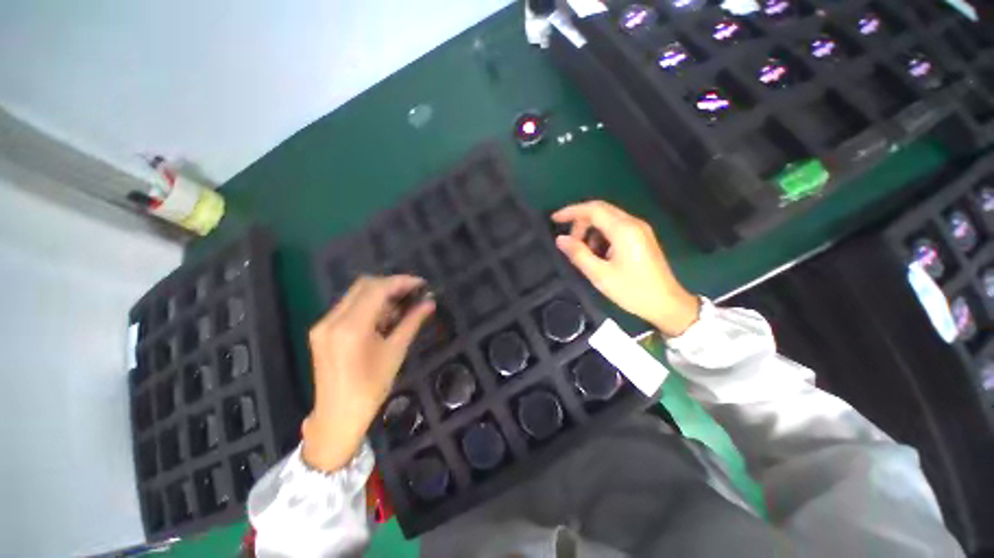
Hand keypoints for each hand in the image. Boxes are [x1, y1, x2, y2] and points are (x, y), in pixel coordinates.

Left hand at [301, 275, 435, 471]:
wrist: (337, 416)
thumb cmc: (371, 388)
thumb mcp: (396, 352)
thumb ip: (412, 322)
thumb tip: (430, 303)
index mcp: (351, 328)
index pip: (377, 289)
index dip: (401, 282)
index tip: (421, 284)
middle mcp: (332, 320)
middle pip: (364, 285)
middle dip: (392, 285)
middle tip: (413, 293)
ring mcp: (324, 324)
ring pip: (356, 293)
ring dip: (381, 294)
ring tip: (402, 306)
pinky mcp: (322, 330)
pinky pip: (349, 306)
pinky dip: (369, 304)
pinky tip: (384, 316)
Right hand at [552, 200, 699, 336]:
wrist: (667, 304)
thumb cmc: (633, 291)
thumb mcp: (600, 275)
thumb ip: (578, 254)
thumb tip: (560, 239)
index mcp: (623, 230)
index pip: (593, 210)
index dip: (571, 211)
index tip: (554, 218)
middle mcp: (633, 223)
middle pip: (600, 210)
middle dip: (580, 222)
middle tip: (569, 242)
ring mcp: (639, 229)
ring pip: (608, 218)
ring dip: (591, 230)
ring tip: (584, 252)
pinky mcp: (642, 237)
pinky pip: (616, 228)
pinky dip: (601, 235)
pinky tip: (598, 253)